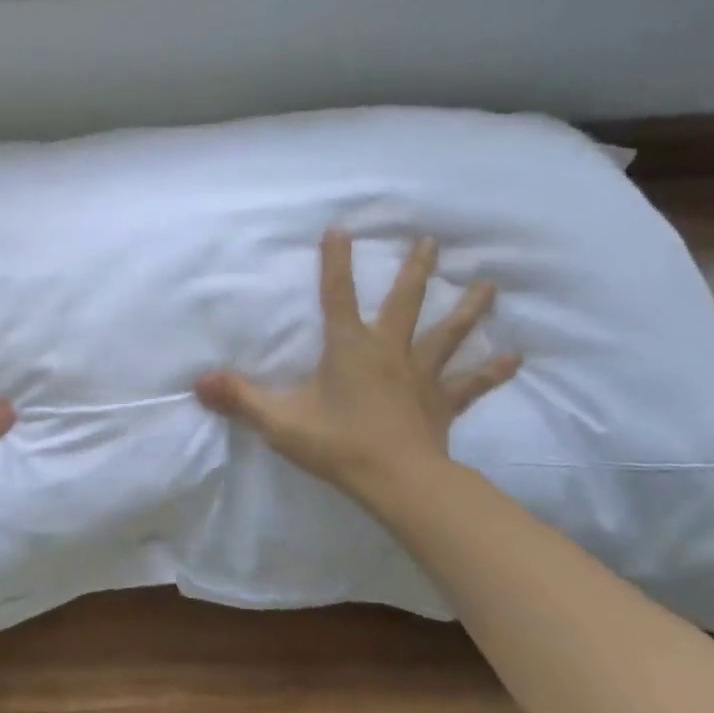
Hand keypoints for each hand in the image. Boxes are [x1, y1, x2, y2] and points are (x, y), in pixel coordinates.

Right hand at [195, 232, 519, 513]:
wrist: (399, 483)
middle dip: (415, 269)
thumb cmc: (337, 445)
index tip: (340, 229)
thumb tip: (198, 382)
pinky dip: (492, 371)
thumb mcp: (279, 422)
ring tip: (488, 283)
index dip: (336, 262)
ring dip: (467, 308)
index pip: (337, 295)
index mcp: (350, 348)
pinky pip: (471, 384)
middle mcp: (390, 351)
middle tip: (431, 241)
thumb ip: (239, 399)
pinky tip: (515, 357)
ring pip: (447, 334)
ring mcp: (422, 376)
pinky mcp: (443, 403)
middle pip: (405, 302)